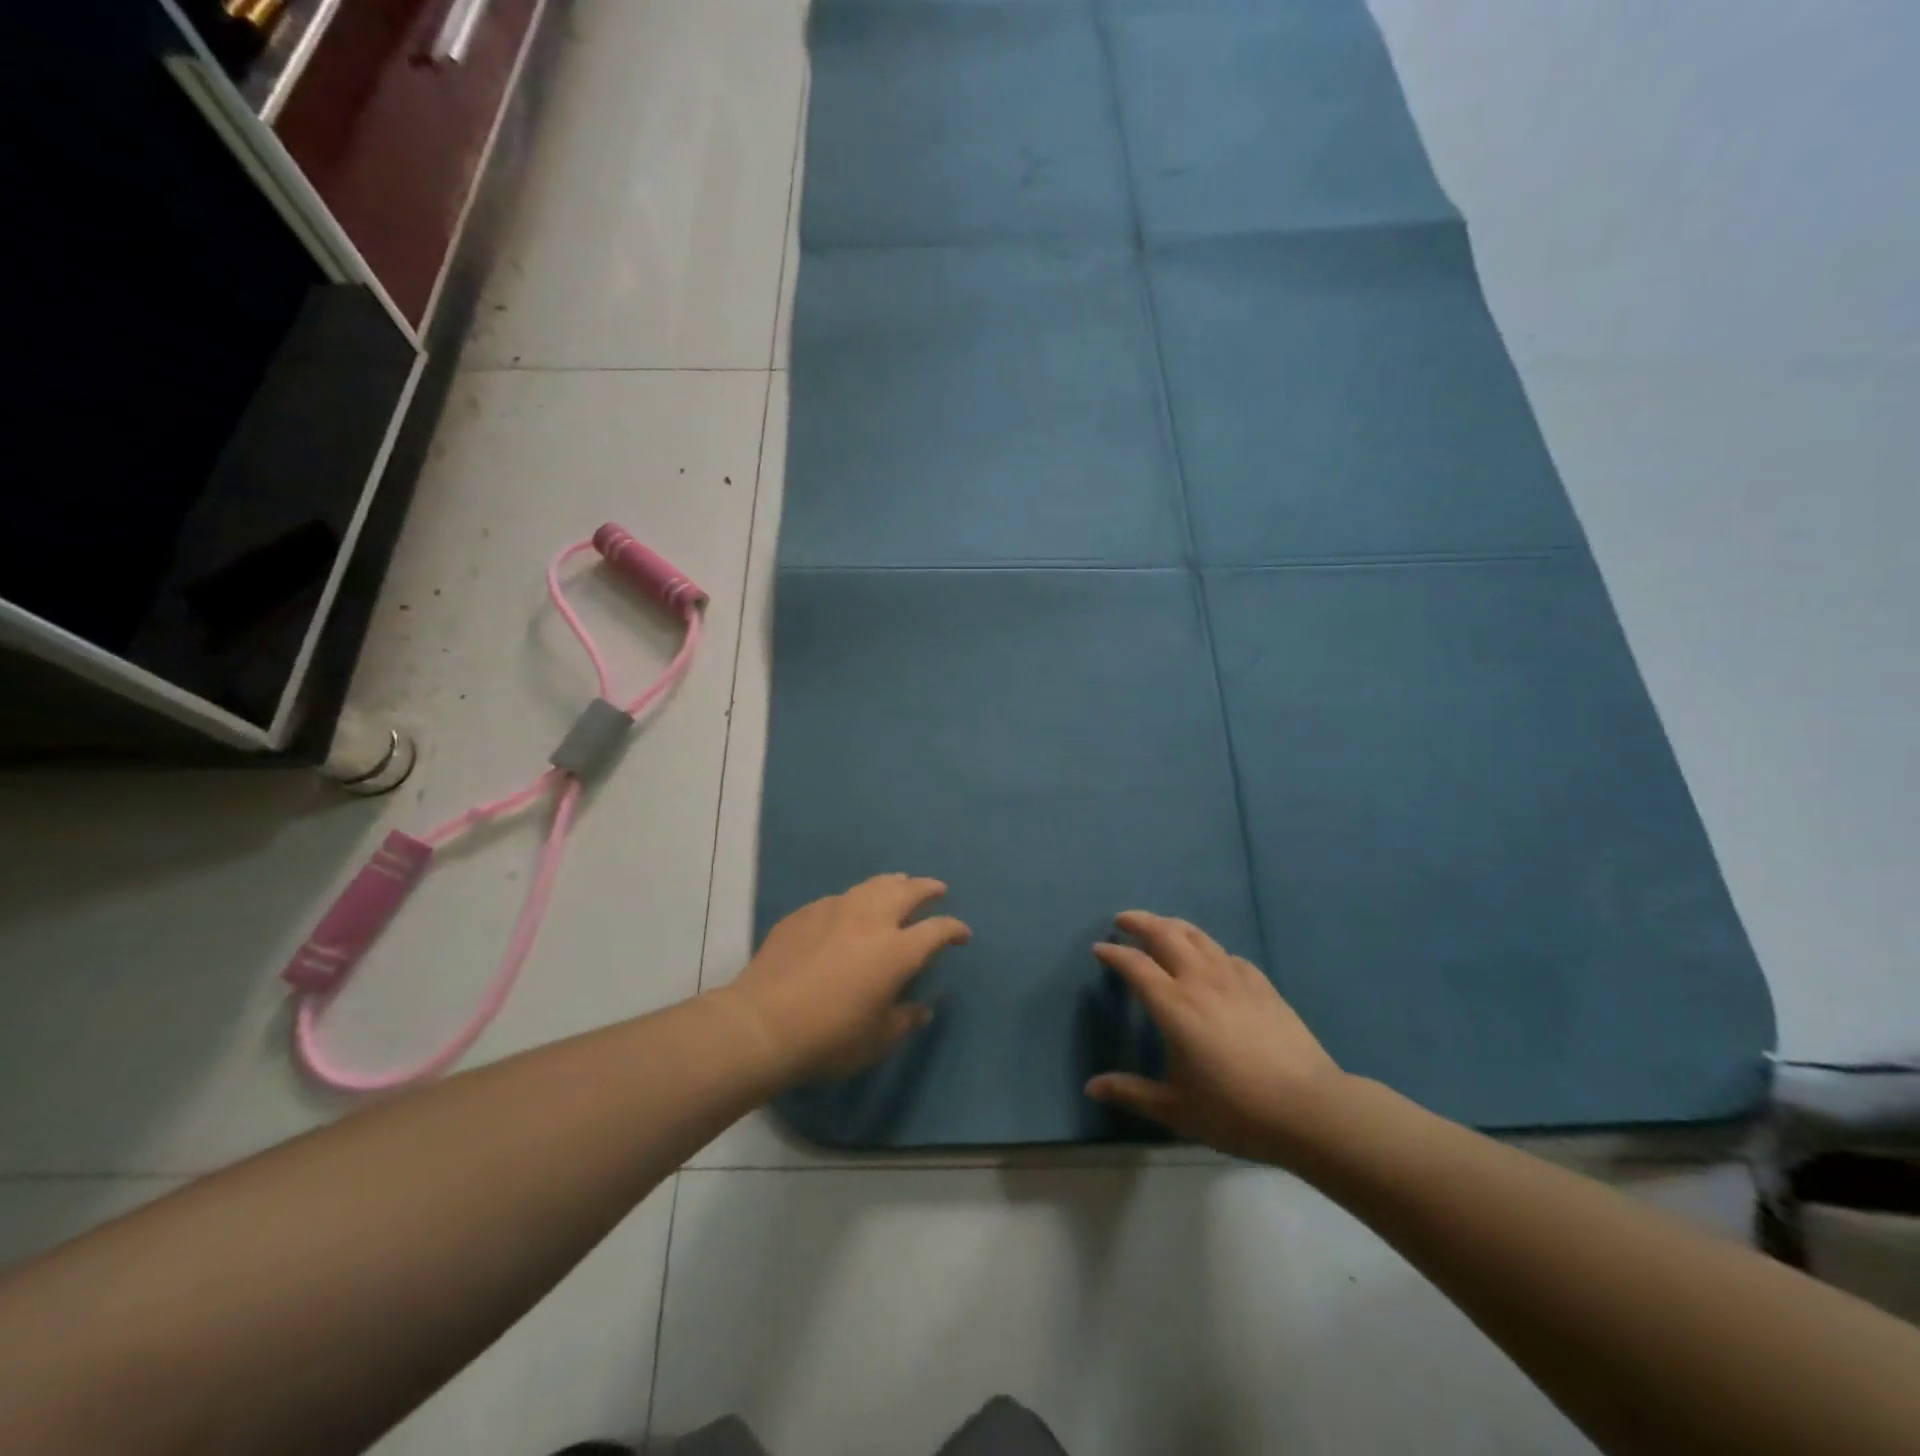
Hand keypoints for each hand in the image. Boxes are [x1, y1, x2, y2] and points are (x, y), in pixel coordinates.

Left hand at [717, 874, 969, 1085]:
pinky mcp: (806, 913)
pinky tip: (849, 910)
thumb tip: (921, 1008)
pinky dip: (855, 900)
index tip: (962, 934)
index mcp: (897, 950)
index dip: (955, 929)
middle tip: (937, 890)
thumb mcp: (877, 1040)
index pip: (938, 930)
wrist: (763, 1023)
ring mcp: (836, 910)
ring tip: (899, 885)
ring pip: (873, 884)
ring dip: (893, 883)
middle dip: (928, 888)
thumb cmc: (829, 1038)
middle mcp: (871, 919)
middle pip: (908, 891)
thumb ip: (905, 1019)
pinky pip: (839, 899)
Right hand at [1085, 911, 1349, 1166]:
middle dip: (1140, 922)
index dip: (1113, 953)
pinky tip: (1210, 960)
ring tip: (1160, 927)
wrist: (1309, 1108)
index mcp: (1173, 1005)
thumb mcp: (1177, 1109)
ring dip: (1172, 925)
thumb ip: (1131, 1093)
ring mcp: (1234, 978)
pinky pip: (1226, 954)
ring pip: (1197, 936)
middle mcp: (1200, 980)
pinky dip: (1208, 949)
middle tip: (1123, 921)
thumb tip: (1091, 1087)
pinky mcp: (1262, 984)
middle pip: (1165, 934)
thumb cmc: (1236, 1110)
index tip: (1098, 948)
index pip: (1134, 965)